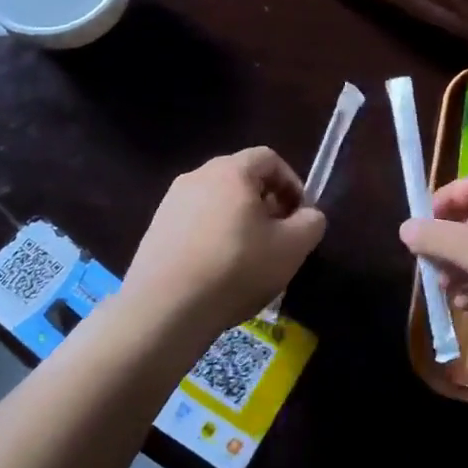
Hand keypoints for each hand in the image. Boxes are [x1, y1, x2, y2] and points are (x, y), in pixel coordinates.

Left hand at [123, 148, 325, 332]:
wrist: (164, 309)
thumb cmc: (236, 268)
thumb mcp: (292, 248)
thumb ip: (311, 222)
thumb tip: (308, 215)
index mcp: (231, 170)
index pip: (269, 158)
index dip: (292, 183)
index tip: (299, 215)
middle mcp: (198, 176)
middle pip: (242, 178)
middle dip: (266, 202)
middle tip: (277, 236)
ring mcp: (171, 202)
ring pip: (217, 200)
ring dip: (239, 220)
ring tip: (248, 256)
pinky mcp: (155, 228)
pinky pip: (195, 221)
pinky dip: (213, 235)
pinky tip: (217, 269)